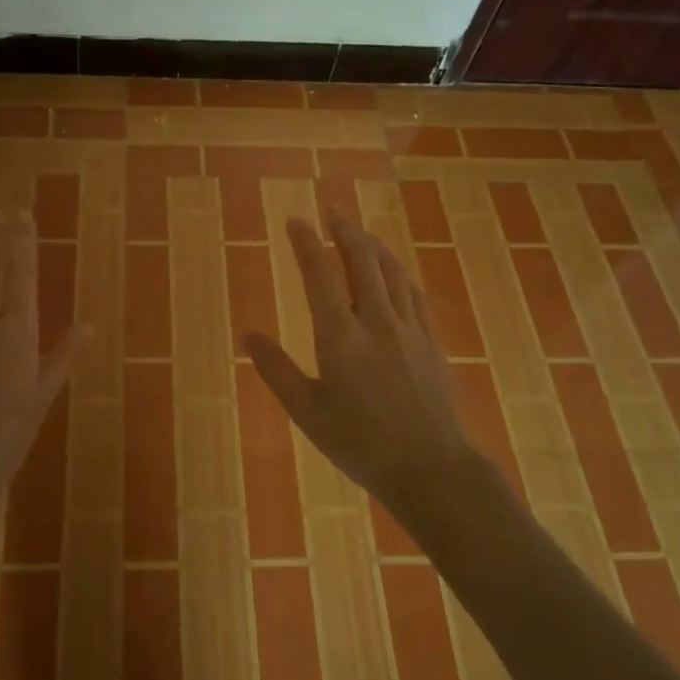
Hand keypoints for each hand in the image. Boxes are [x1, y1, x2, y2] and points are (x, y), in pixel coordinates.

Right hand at [243, 210, 472, 515]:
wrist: (431, 469)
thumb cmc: (360, 444)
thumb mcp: (307, 413)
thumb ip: (276, 370)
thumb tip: (247, 335)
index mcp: (340, 336)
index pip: (319, 274)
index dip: (306, 242)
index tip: (295, 221)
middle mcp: (375, 321)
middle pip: (361, 259)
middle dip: (344, 229)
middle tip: (331, 210)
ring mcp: (408, 328)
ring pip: (391, 270)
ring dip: (372, 245)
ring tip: (358, 232)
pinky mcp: (431, 341)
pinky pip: (413, 292)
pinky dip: (397, 272)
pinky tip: (393, 271)